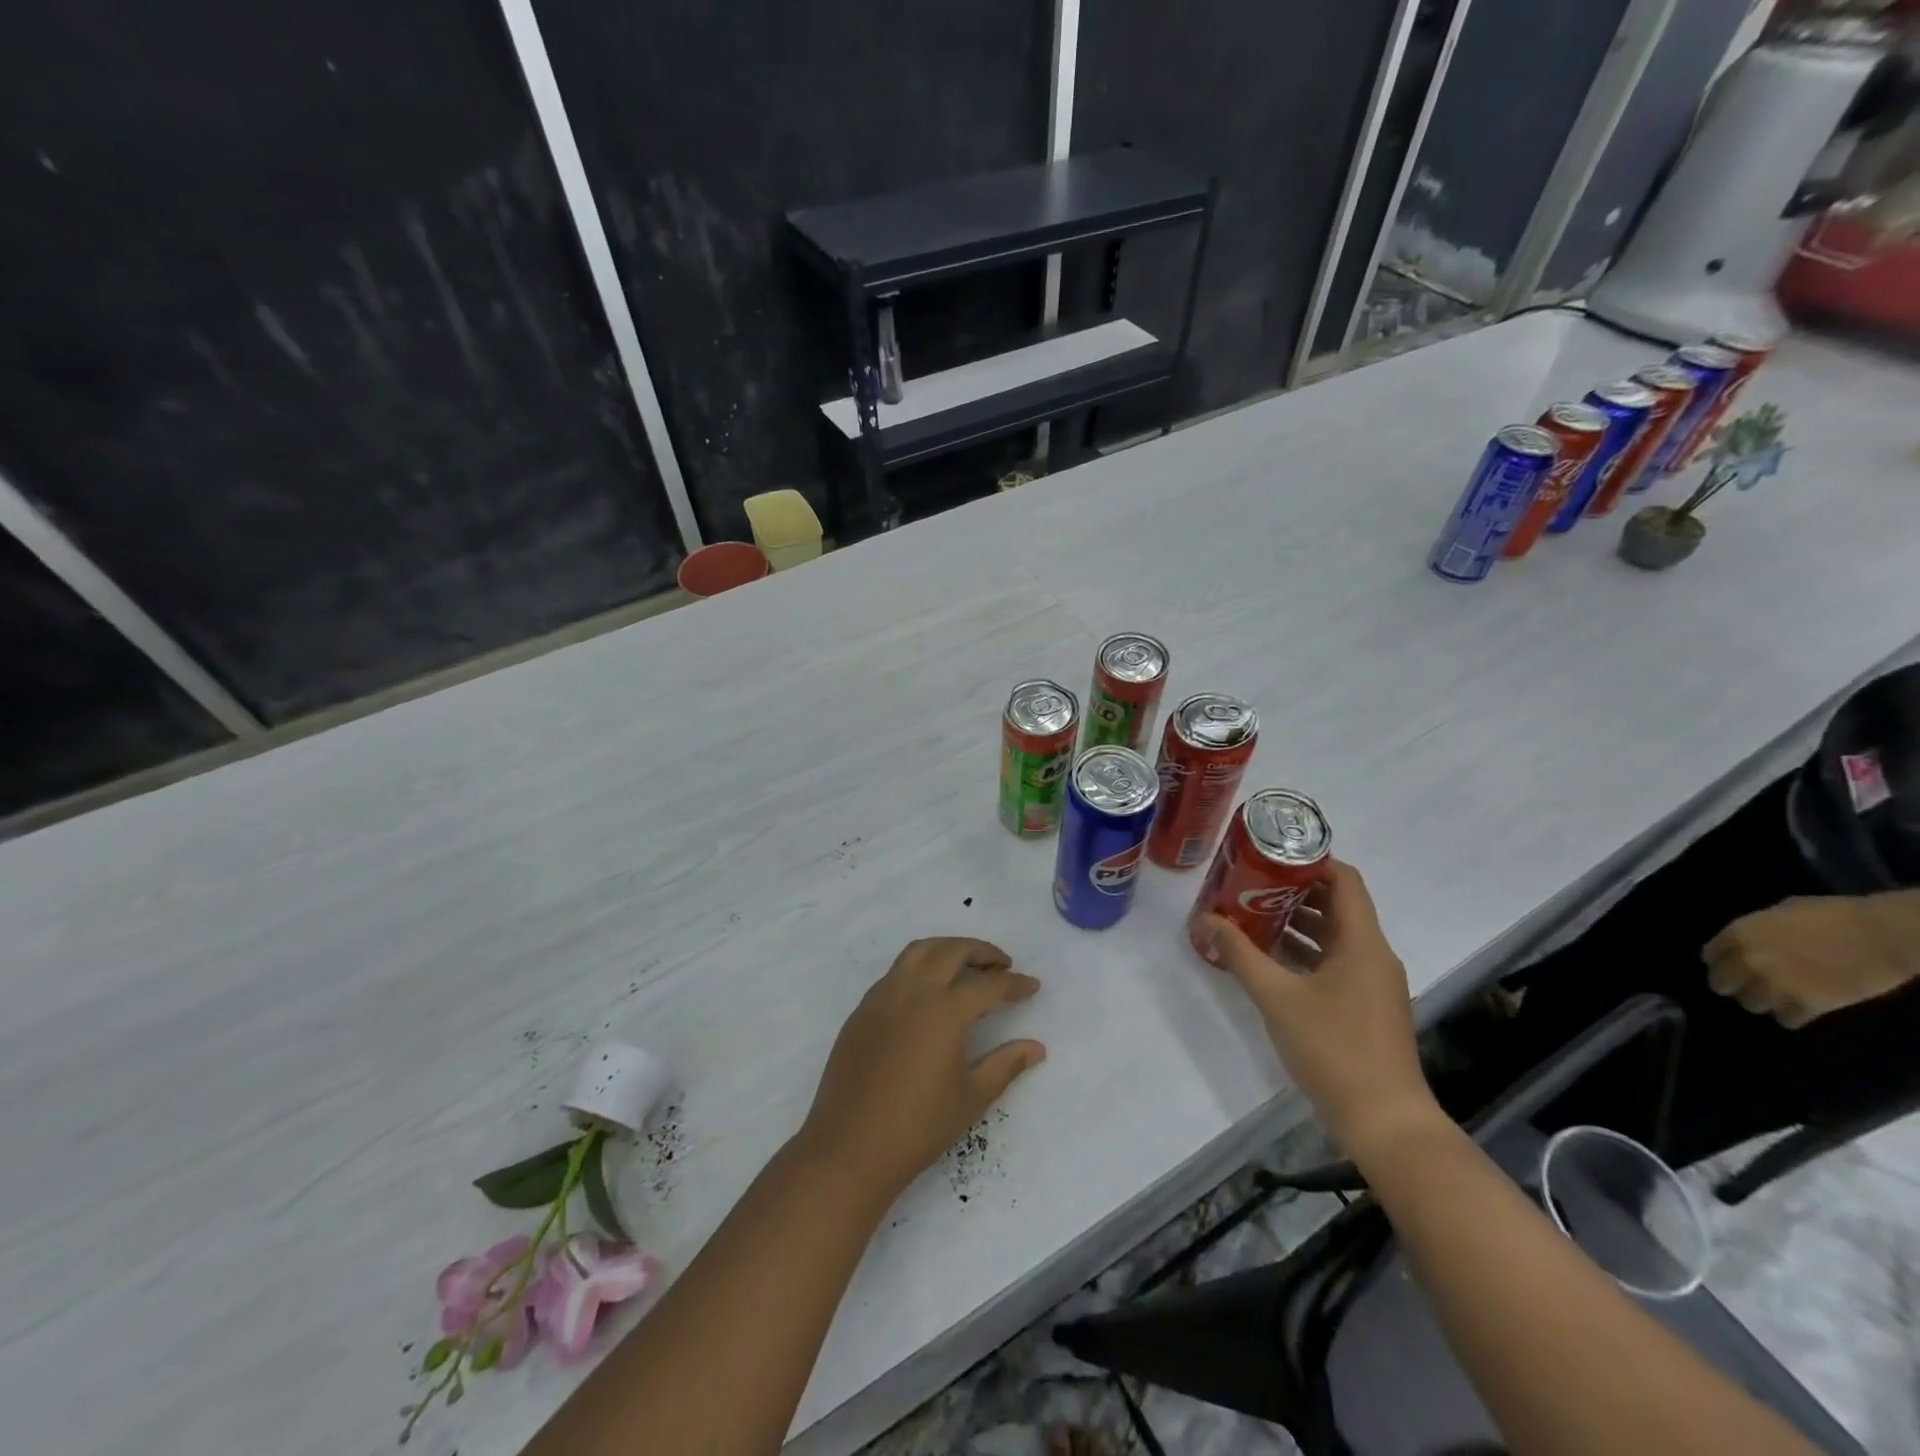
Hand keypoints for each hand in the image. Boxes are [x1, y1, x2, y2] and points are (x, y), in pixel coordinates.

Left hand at [799, 938, 1045, 1200]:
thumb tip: (1036, 1047)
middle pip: (952, 951)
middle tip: (1002, 965)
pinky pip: (896, 972)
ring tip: (966, 967)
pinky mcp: (863, 1009)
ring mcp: (883, 996)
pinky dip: (919, 967)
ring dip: (947, 950)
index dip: (1014, 984)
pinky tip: (928, 993)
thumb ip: (1006, 1064)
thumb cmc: (919, 1126)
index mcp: (945, 1010)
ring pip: (919, 951)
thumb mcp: (972, 1097)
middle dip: (982, 952)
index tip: (1032, 985)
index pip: (989, 985)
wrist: (850, 1147)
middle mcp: (913, 990)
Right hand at [1198, 860, 1438, 1155]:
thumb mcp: (1276, 996)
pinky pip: (1332, 963)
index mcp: (1363, 942)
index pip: (1344, 880)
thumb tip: (1204, 919)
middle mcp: (1373, 955)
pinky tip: (1267, 958)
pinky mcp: (1364, 1007)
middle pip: (1336, 905)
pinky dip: (1302, 953)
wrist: (1384, 1121)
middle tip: (1248, 881)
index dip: (1310, 860)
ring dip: (1294, 923)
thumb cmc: (1333, 1048)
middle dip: (1292, 891)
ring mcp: (1371, 983)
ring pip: (1332, 936)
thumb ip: (1239, 954)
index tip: (1269, 853)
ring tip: (1249, 913)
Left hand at [1704, 895, 1910, 1028]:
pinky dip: (1793, 1016)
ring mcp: (1774, 985)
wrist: (1879, 935)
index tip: (1732, 966)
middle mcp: (1746, 961)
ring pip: (1751, 1004)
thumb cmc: (1832, 915)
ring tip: (1780, 996)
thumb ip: (1757, 929)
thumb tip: (1752, 938)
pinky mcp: (1806, 1006)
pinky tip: (1803, 1008)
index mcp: (1737, 935)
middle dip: (1735, 985)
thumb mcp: (1779, 912)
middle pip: (1721, 985)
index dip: (1721, 962)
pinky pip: (1786, 1020)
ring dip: (1764, 1001)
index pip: (1710, 956)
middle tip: (1753, 985)